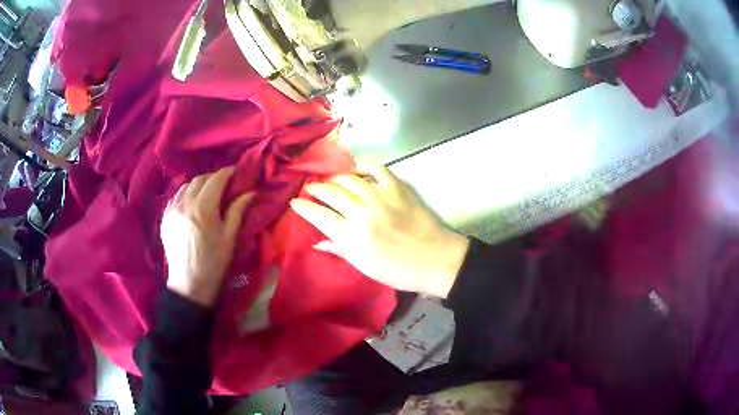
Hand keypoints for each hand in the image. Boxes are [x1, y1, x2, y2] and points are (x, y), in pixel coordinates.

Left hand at [161, 167, 253, 306]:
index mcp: (203, 209)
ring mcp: (172, 210)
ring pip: (186, 186)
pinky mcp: (165, 218)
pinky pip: (176, 197)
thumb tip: (250, 192)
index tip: (236, 172)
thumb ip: (238, 211)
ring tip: (207, 193)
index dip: (227, 173)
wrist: (189, 285)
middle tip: (224, 184)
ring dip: (198, 185)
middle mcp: (185, 204)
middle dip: (213, 177)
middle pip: (200, 179)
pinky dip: (186, 195)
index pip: (216, 179)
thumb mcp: (230, 238)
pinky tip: (192, 204)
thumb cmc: (214, 264)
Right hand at [290, 164, 468, 297]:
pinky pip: (377, 169)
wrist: (434, 260)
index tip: (294, 202)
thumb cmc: (397, 270)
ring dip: (335, 178)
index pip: (318, 215)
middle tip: (309, 188)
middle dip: (315, 189)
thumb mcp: (364, 265)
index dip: (303, 207)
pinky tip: (358, 171)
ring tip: (329, 181)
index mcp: (351, 235)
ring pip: (349, 178)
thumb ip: (339, 249)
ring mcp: (380, 196)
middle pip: (330, 192)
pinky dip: (365, 167)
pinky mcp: (397, 187)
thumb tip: (316, 241)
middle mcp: (361, 211)